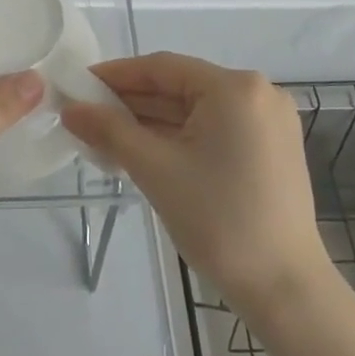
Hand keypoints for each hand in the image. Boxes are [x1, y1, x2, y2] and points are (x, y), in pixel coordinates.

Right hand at [62, 53, 332, 312]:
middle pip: (180, 87)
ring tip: (105, 136)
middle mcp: (258, 93)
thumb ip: (109, 130)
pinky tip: (144, 150)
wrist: (283, 287)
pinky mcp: (271, 149)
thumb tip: (71, 109)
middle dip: (131, 102)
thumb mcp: (155, 169)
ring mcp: (269, 122)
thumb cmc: (218, 220)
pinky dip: (179, 138)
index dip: (116, 75)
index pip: (163, 68)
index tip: (79, 85)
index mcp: (235, 87)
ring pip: (196, 111)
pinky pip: (214, 130)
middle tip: (85, 114)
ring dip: (152, 122)